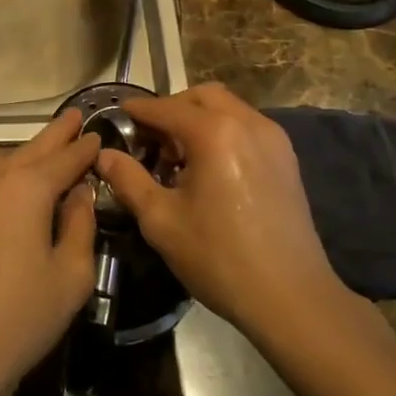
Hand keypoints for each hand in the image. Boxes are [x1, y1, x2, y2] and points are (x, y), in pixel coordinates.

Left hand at [0, 111, 100, 395]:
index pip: (65, 157)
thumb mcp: (70, 276)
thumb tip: (78, 194)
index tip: (95, 135)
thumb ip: (80, 225)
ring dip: (20, 156)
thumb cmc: (19, 318)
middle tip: (72, 119)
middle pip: (30, 148)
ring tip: (37, 163)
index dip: (84, 147)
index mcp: (26, 187)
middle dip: (55, 135)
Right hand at [97, 84, 336, 343]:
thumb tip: (103, 154)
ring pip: (227, 108)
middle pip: (201, 97)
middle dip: (172, 109)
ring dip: (199, 119)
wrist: (291, 298)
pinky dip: (223, 132)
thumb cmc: (219, 258)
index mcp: (214, 132)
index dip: (138, 111)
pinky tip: (210, 169)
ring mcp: (272, 138)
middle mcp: (246, 122)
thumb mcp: (161, 220)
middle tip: (151, 141)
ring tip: (180, 158)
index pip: (165, 108)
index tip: (118, 116)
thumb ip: (128, 179)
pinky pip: (246, 127)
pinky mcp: (286, 158)